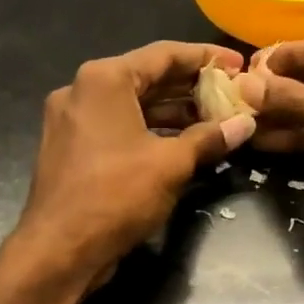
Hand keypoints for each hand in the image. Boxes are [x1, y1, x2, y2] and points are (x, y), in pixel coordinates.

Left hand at [12, 41, 256, 283]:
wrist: (59, 249)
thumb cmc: (116, 196)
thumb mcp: (171, 164)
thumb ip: (208, 138)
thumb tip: (245, 124)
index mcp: (104, 80)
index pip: (164, 54)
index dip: (206, 58)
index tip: (238, 64)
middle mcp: (82, 91)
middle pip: (147, 79)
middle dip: (191, 89)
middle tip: (230, 95)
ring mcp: (73, 122)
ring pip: (132, 108)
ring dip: (173, 114)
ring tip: (214, 122)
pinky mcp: (72, 151)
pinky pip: (118, 130)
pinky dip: (149, 133)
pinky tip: (181, 146)